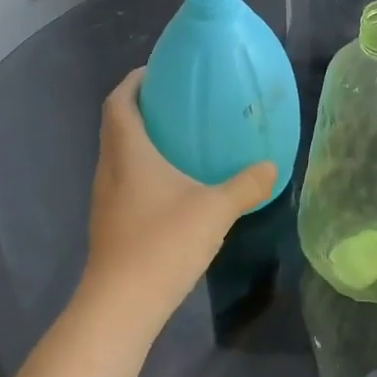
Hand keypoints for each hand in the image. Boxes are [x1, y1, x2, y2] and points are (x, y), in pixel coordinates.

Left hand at [78, 68, 276, 340]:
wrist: (122, 305)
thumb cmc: (164, 243)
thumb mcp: (216, 210)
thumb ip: (246, 185)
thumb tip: (271, 167)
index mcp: (129, 154)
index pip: (118, 103)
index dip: (132, 82)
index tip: (155, 71)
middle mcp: (110, 170)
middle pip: (115, 127)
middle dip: (140, 109)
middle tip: (176, 104)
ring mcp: (105, 201)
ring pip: (118, 157)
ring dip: (140, 143)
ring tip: (178, 141)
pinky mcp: (110, 226)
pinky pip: (124, 183)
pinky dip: (143, 172)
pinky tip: (173, 188)